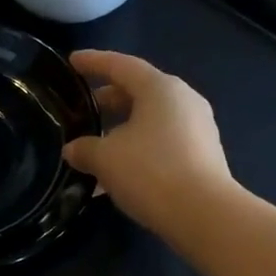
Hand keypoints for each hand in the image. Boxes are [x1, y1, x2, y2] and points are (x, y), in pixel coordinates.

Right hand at [62, 50, 236, 245]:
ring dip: (123, 131)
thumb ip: (84, 149)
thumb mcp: (106, 159)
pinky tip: (120, 174)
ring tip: (98, 149)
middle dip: (109, 101)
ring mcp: (198, 129)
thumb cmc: (151, 172)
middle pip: (139, 92)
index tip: (72, 62)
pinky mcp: (203, 156)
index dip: (94, 62)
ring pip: (151, 121)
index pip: (121, 65)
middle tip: (83, 110)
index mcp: (160, 88)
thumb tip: (73, 149)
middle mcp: (184, 100)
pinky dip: (139, 150)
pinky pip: (163, 144)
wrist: (203, 214)